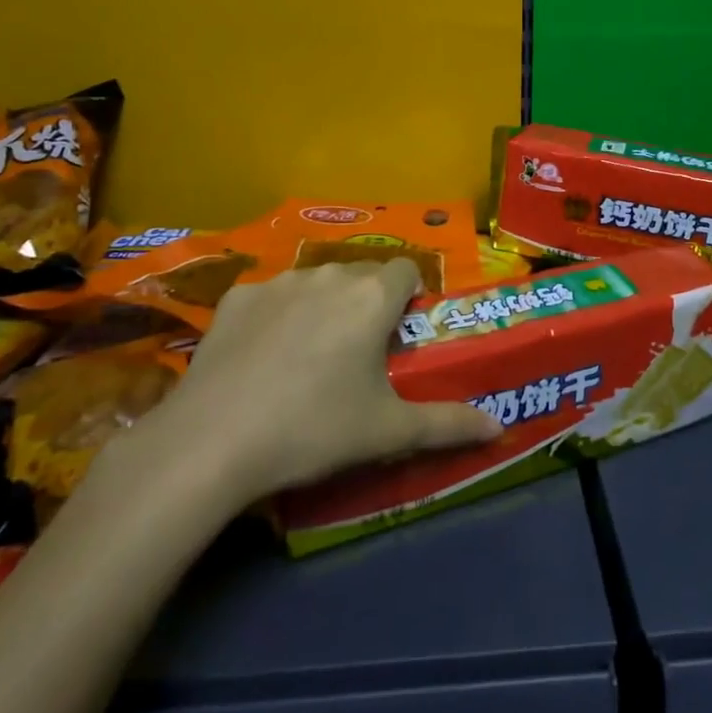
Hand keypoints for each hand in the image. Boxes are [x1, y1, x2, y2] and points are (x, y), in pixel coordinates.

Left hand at [121, 258, 500, 502]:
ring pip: (316, 281)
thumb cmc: (314, 430)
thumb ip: (449, 424)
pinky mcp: (236, 297)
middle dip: (368, 301)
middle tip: (359, 352)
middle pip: (362, 273)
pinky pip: (270, 296)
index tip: (400, 334)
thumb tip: (499, 428)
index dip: (409, 297)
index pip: (407, 270)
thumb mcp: (388, 432)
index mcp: (371, 297)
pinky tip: (261, 357)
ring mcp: (278, 281)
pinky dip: (276, 315)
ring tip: (309, 356)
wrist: (212, 442)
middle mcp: (329, 274)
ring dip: (324, 304)